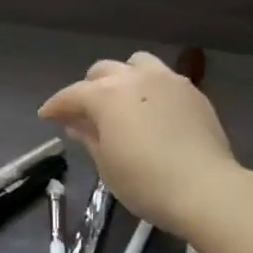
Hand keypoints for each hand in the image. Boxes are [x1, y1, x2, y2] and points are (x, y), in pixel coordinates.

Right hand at [39, 52, 244, 240]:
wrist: (206, 188)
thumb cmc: (146, 183)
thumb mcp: (107, 165)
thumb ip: (89, 137)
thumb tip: (76, 123)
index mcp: (106, 96)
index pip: (71, 94)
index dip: (56, 106)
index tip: (47, 115)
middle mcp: (134, 78)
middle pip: (102, 71)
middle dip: (88, 88)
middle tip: (85, 113)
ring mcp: (167, 80)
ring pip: (136, 63)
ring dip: (122, 77)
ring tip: (122, 100)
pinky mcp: (192, 91)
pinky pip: (163, 78)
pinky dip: (150, 87)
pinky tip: (152, 110)